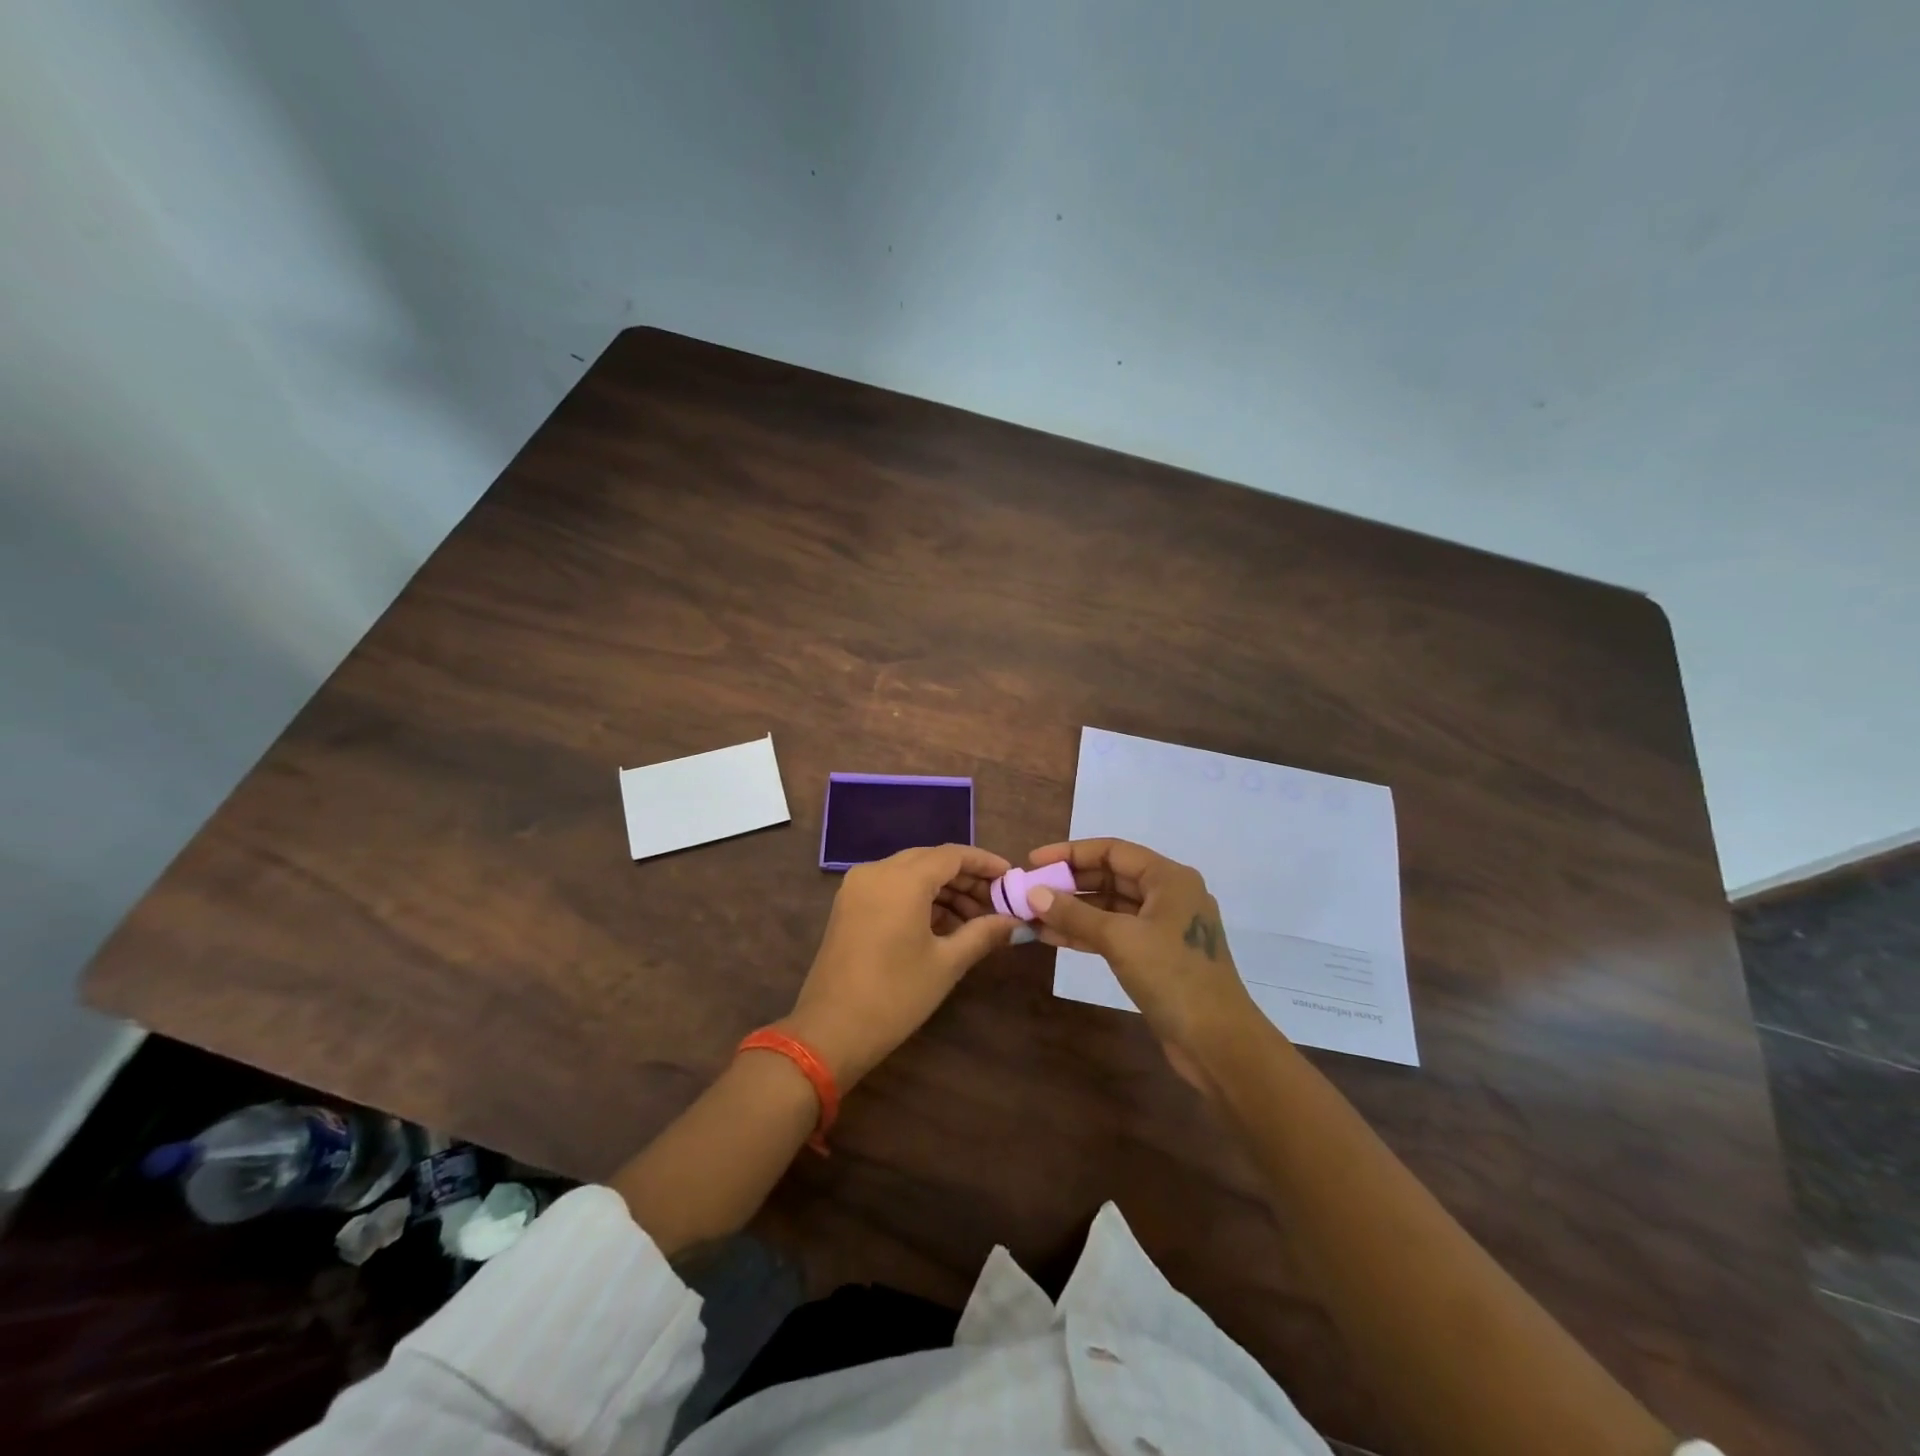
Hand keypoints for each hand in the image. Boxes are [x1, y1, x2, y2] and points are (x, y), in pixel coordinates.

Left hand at [781, 844, 1019, 1089]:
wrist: (830, 1031)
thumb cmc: (895, 995)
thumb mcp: (947, 963)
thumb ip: (984, 933)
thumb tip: (1017, 922)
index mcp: (902, 879)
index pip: (952, 854)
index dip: (985, 863)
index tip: (1011, 877)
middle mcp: (877, 871)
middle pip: (931, 861)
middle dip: (966, 879)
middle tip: (997, 903)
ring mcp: (858, 887)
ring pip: (911, 873)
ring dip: (944, 890)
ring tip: (976, 921)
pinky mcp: (849, 905)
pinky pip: (892, 888)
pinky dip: (919, 899)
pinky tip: (944, 926)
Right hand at [1024, 838, 1266, 1091]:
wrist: (1218, 1043)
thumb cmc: (1172, 977)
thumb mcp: (1119, 939)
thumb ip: (1075, 913)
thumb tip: (1033, 894)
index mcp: (1169, 878)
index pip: (1112, 851)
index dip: (1070, 853)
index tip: (1034, 862)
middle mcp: (1169, 895)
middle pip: (1111, 876)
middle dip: (1069, 883)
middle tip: (1029, 891)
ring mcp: (1164, 927)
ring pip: (1110, 907)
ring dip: (1073, 910)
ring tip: (1032, 915)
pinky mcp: (1157, 955)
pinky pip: (1115, 932)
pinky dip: (1086, 933)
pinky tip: (1053, 937)